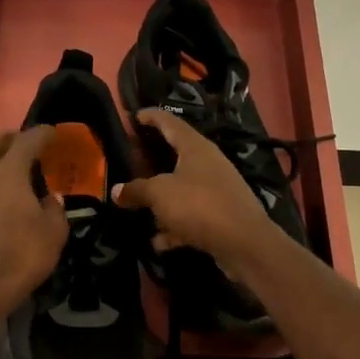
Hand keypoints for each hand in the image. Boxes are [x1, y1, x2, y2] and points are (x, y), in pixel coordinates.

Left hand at [0, 127, 68, 325]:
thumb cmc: (22, 255)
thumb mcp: (54, 232)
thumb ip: (54, 208)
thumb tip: (49, 199)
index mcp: (8, 173)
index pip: (27, 141)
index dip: (43, 133)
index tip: (54, 132)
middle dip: (12, 138)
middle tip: (28, 143)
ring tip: (17, 172)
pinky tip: (4, 200)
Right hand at [113, 108, 280, 265]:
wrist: (244, 243)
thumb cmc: (199, 205)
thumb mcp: (160, 194)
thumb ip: (136, 190)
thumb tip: (116, 190)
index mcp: (195, 148)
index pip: (170, 122)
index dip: (151, 117)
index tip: (134, 115)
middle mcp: (208, 164)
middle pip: (176, 155)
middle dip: (152, 159)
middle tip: (130, 160)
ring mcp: (216, 190)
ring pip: (182, 188)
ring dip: (161, 198)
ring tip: (137, 205)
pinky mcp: (219, 215)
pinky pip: (190, 216)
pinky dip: (174, 226)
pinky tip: (158, 241)